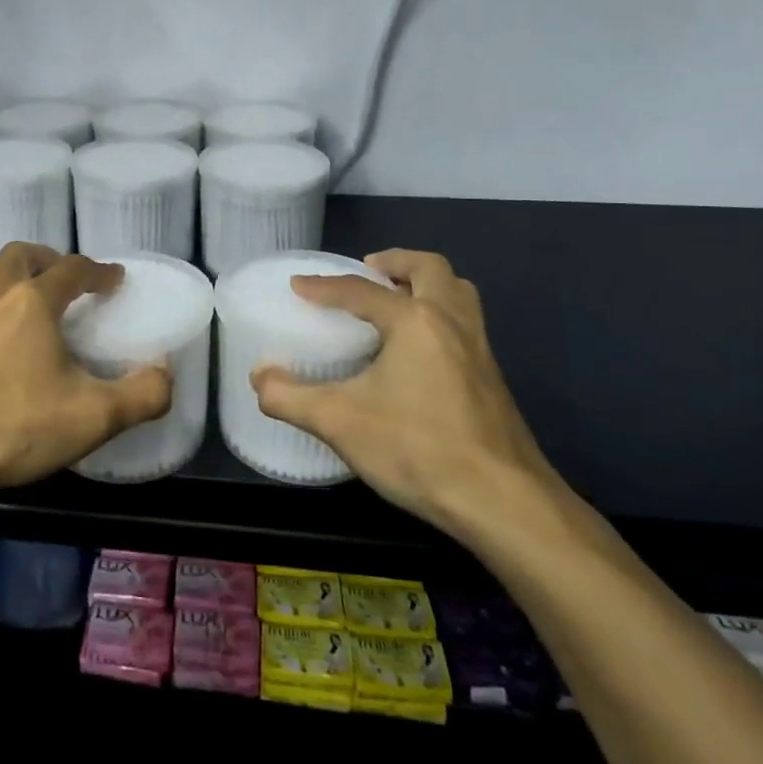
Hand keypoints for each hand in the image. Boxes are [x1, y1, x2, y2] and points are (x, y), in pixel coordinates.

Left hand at [0, 243, 172, 498]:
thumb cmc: (10, 425)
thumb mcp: (92, 418)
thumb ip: (141, 395)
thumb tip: (166, 375)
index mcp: (31, 300)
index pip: (73, 268)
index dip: (99, 271)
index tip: (115, 279)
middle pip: (22, 255)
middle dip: (50, 260)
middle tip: (69, 283)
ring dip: (18, 284)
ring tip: (35, 315)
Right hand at [250, 249, 559, 542]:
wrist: (504, 502)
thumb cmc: (418, 449)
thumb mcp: (340, 422)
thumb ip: (291, 397)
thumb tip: (258, 379)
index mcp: (414, 321)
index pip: (360, 290)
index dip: (323, 286)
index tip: (297, 285)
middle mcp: (451, 321)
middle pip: (429, 268)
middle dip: (395, 262)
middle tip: (367, 271)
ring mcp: (480, 349)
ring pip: (458, 292)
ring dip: (427, 283)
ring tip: (398, 299)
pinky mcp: (493, 378)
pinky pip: (466, 323)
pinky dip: (441, 314)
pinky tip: (421, 350)